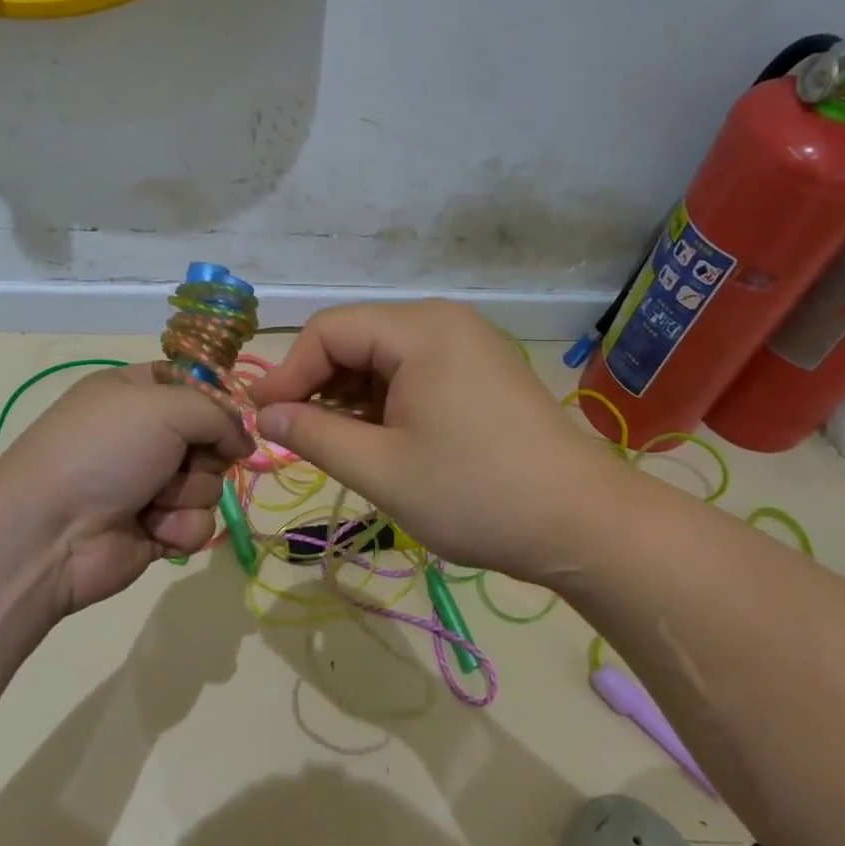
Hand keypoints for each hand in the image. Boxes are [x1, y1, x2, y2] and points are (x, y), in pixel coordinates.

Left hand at [0, 364, 251, 613]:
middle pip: (211, 438)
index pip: (195, 385)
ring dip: (187, 494)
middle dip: (204, 454)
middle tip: (178, 461)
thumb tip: (243, 443)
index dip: (216, 402)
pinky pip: (198, 524)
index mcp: (136, 393)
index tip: (225, 416)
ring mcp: (150, 484)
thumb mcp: (163, 406)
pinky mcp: (156, 530)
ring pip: (210, 484)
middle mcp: (145, 436)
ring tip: (151, 501)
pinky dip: (179, 528)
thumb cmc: (103, 450)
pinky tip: (152, 530)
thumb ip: (218, 414)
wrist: (51, 532)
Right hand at [249, 302, 617, 583]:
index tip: (262, 419)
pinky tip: (376, 439)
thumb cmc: (476, 494)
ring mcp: (468, 345)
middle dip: (318, 384)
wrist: (582, 524)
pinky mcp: (481, 372)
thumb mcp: (382, 469)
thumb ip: (314, 436)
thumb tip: (267, 415)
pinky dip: (383, 401)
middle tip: (294, 436)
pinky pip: (414, 372)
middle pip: (356, 338)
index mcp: (421, 330)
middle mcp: (444, 322)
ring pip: (383, 357)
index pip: (329, 331)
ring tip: (333, 444)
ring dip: (349, 396)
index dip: (288, 372)